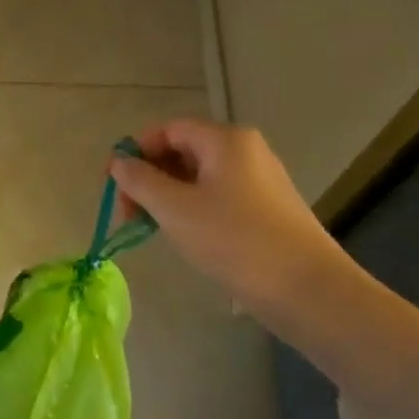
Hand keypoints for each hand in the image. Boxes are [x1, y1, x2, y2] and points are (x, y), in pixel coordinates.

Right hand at [109, 120, 352, 325]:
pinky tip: (184, 236)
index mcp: (225, 140)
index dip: (135, 151)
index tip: (113, 185)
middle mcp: (245, 151)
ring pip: (198, 177)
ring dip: (167, 196)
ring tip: (151, 228)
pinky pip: (216, 196)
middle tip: (128, 214)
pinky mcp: (265, 208)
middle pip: (182, 150)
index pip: (167, 130)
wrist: (305, 288)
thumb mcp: (175, 209)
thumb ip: (140, 181)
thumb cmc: (234, 240)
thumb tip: (118, 161)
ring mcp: (258, 180)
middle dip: (149, 177)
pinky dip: (191, 209)